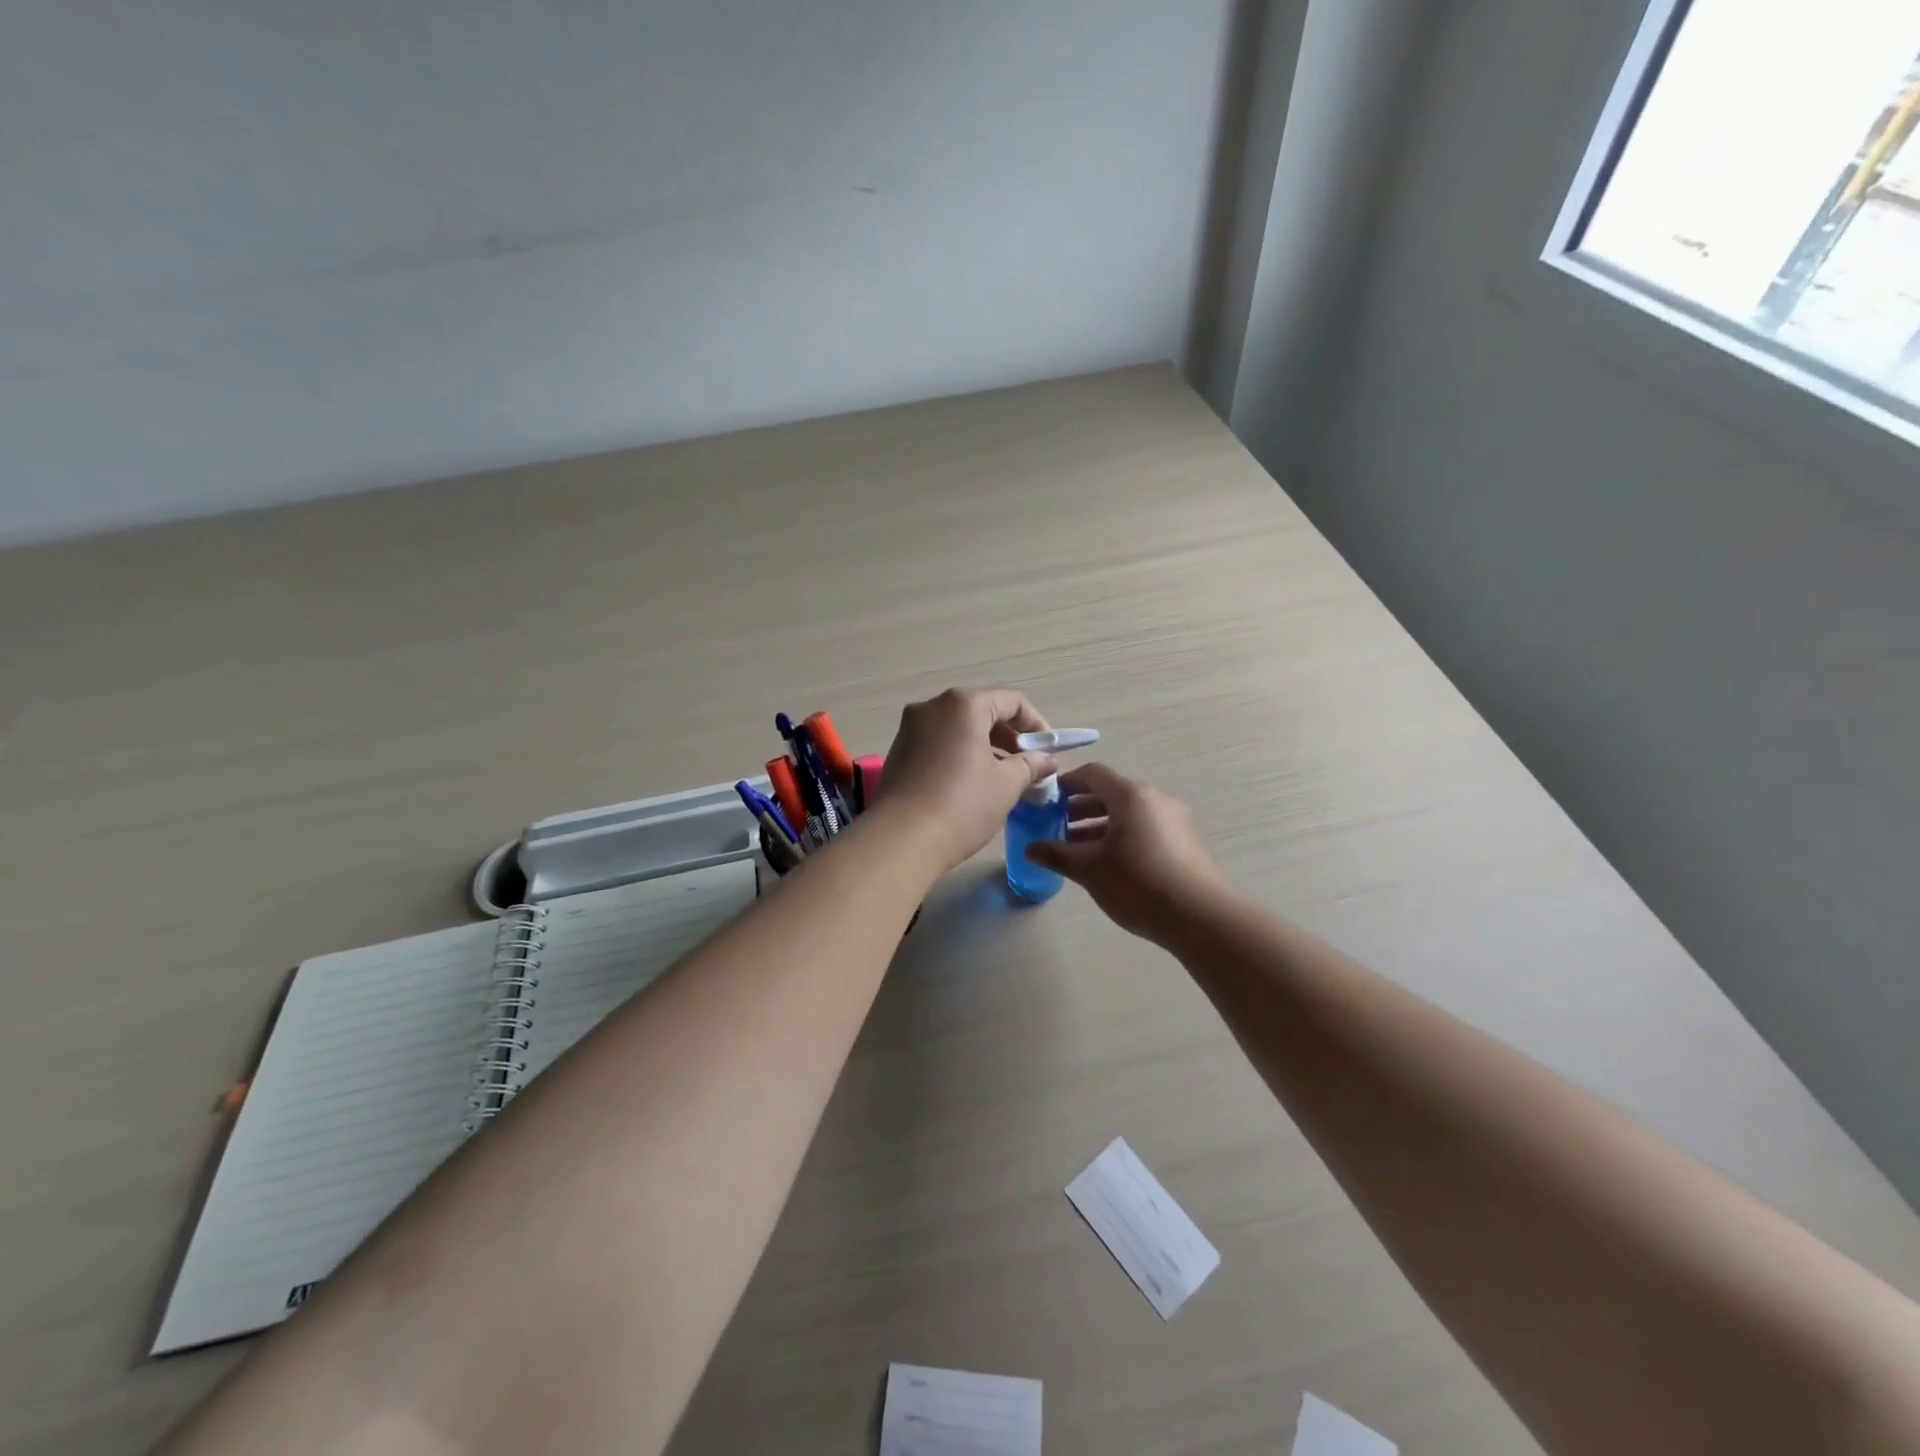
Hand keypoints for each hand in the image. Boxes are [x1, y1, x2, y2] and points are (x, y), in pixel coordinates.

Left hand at [876, 688, 1055, 871]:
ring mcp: (910, 728)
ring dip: (986, 748)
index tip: (1048, 752)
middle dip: (1010, 737)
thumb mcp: (1007, 785)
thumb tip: (1045, 760)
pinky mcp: (898, 751)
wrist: (901, 840)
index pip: (1012, 701)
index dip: (1037, 724)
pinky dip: (960, 755)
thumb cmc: (962, 805)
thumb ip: (1030, 765)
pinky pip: (939, 743)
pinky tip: (971, 786)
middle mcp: (932, 707)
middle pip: (983, 711)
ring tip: (1003, 780)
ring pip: (959, 728)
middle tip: (1028, 767)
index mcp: (963, 704)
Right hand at [1023, 763, 1228, 941]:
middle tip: (1056, 828)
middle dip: (1080, 808)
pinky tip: (1110, 865)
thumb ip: (1057, 854)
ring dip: (1101, 825)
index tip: (1046, 802)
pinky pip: (1146, 829)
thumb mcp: (1090, 869)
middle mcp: (1155, 799)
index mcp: (1130, 795)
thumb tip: (1030, 848)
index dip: (1066, 784)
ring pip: (1129, 813)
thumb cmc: (1138, 883)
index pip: (1092, 774)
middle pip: (1111, 793)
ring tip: (1078, 850)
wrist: (1201, 917)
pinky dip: (1123, 837)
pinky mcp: (1185, 843)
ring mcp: (1175, 820)